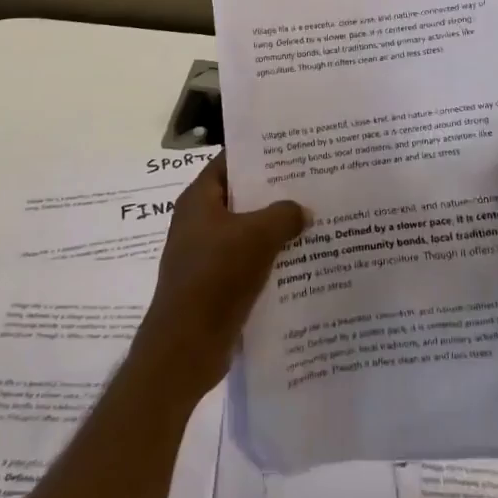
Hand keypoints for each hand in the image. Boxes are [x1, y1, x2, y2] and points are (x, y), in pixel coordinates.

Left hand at [134, 157, 307, 398]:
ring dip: (274, 228)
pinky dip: (268, 258)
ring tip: (312, 219)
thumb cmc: (216, 277)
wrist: (185, 348)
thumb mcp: (257, 236)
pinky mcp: (214, 284)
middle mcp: (198, 221)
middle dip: (273, 192)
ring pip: (246, 231)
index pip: (230, 161)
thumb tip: (302, 210)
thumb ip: (284, 214)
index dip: (259, 153)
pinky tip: (299, 259)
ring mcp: (205, 254)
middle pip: (240, 196)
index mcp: (199, 199)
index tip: (292, 150)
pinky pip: (246, 260)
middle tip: (311, 183)